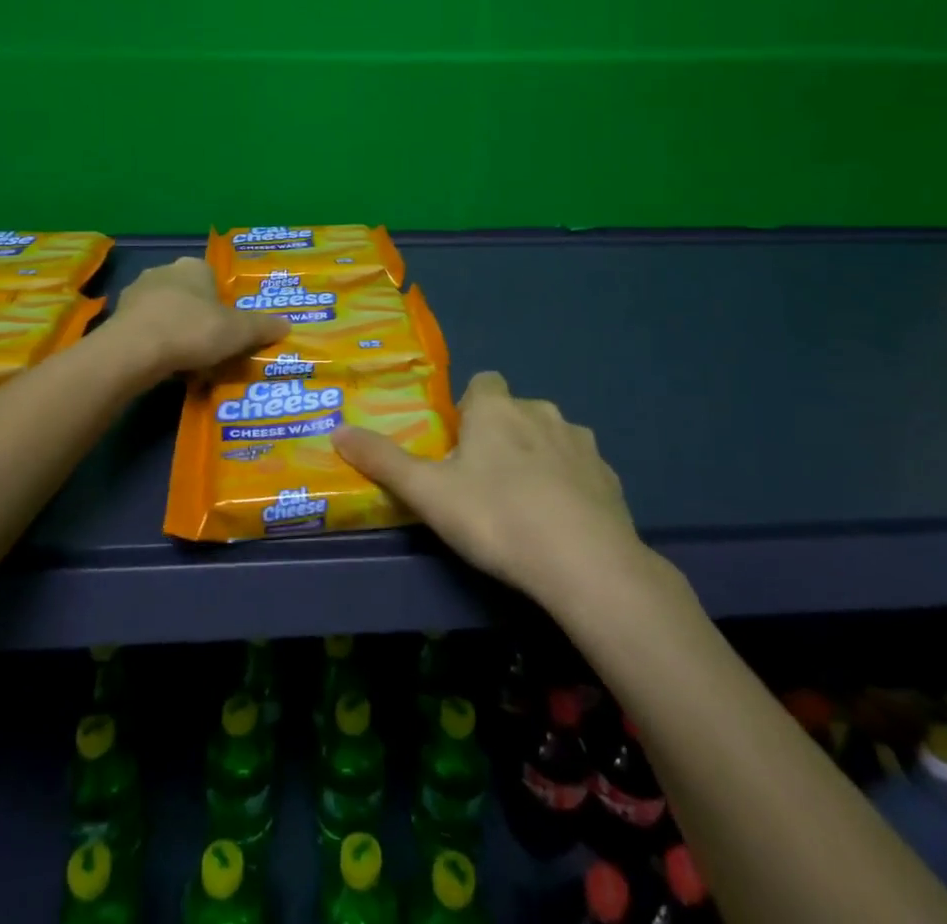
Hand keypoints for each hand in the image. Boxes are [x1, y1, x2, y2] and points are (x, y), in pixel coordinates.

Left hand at [110, 257, 288, 378]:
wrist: (134, 350)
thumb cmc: (193, 331)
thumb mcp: (239, 331)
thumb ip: (263, 327)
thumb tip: (287, 325)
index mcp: (193, 267)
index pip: (213, 279)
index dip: (222, 305)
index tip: (227, 330)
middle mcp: (163, 271)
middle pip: (188, 295)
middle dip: (198, 318)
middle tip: (210, 348)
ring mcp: (136, 293)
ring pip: (165, 312)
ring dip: (174, 332)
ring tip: (186, 362)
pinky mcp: (117, 318)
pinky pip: (145, 330)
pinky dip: (154, 344)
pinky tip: (162, 365)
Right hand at [333, 372, 649, 605]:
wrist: (585, 563)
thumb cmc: (496, 517)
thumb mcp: (428, 493)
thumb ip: (382, 460)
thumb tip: (336, 431)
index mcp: (496, 408)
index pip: (482, 383)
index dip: (469, 410)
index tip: (459, 447)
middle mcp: (540, 411)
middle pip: (514, 411)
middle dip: (500, 435)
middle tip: (482, 484)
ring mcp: (581, 443)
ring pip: (550, 438)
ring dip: (536, 458)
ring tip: (522, 506)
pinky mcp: (609, 477)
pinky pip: (580, 470)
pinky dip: (568, 485)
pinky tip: (559, 524)